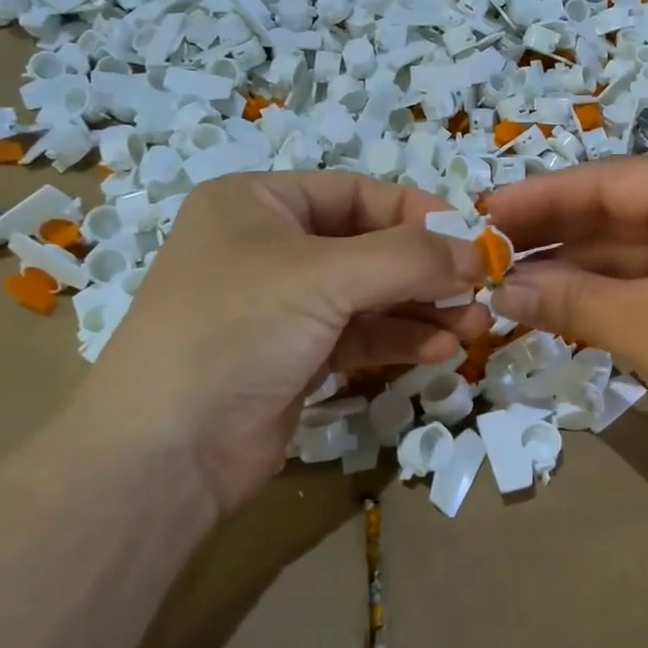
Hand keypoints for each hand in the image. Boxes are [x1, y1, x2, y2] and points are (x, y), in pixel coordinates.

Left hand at [69, 172, 487, 520]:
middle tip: (484, 290)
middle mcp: (269, 247)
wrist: (164, 455)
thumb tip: (480, 251)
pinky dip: (400, 339)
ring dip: (424, 308)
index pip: (358, 193)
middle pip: (370, 246)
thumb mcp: (325, 277)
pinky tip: (440, 350)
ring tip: (475, 325)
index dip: (419, 212)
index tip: (475, 239)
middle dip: (429, 270)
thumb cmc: (236, 332)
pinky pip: (359, 335)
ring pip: (370, 295)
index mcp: (259, 204)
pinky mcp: (294, 357)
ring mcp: (282, 306)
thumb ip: (410, 258)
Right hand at [485, 157, 647, 477]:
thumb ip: (570, 301)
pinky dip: (601, 289)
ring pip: (629, 246)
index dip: (545, 196)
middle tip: (487, 246)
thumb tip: (497, 290)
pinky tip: (552, 297)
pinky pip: (646, 276)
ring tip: (506, 275)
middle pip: (620, 210)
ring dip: (572, 264)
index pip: (615, 181)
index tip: (486, 209)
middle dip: (554, 230)